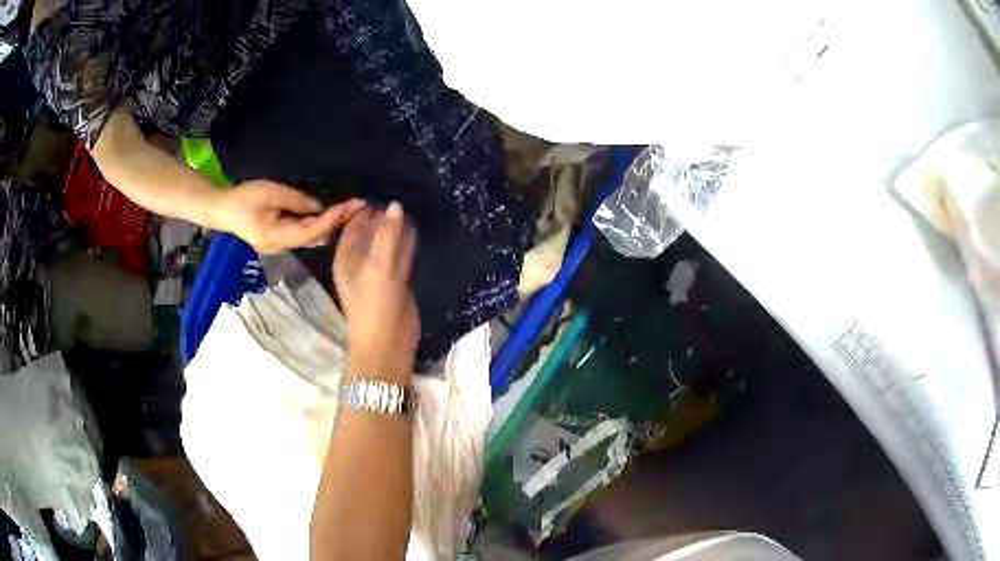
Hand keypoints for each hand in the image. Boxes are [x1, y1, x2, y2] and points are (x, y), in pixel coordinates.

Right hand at [212, 180, 364, 253]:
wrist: (220, 209)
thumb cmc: (243, 199)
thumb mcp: (270, 193)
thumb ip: (296, 201)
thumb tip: (319, 206)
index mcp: (278, 238)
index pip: (313, 230)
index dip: (334, 219)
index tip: (353, 206)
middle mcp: (281, 247)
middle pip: (314, 237)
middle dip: (336, 223)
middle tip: (358, 207)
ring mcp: (279, 246)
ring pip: (309, 237)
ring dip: (328, 224)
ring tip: (349, 210)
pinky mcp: (277, 240)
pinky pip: (301, 234)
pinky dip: (316, 225)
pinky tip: (329, 215)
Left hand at [333, 202, 419, 380]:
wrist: (388, 344)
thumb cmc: (374, 305)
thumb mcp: (378, 267)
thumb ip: (387, 235)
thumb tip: (396, 203)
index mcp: (345, 256)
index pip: (353, 223)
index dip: (364, 206)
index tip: (383, 187)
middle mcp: (360, 260)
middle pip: (371, 230)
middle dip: (383, 214)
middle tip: (402, 188)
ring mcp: (379, 270)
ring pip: (387, 241)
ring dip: (397, 226)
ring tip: (412, 201)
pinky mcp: (397, 278)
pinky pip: (401, 253)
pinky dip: (407, 240)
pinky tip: (417, 225)